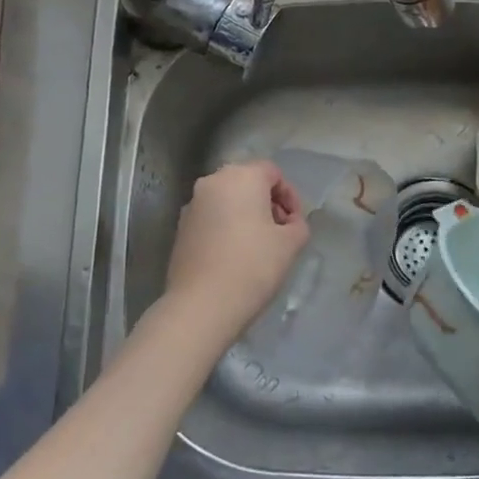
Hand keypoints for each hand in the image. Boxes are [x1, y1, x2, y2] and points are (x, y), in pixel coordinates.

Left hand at [162, 160, 309, 344]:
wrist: (202, 306)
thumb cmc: (253, 266)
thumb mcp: (291, 243)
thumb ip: (298, 224)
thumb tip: (288, 223)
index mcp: (241, 177)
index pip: (272, 172)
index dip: (290, 195)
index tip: (295, 223)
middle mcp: (212, 182)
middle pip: (247, 182)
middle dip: (267, 202)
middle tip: (280, 231)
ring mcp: (192, 205)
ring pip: (227, 199)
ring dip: (246, 214)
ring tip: (258, 245)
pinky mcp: (181, 228)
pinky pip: (211, 217)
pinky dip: (226, 227)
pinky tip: (234, 255)